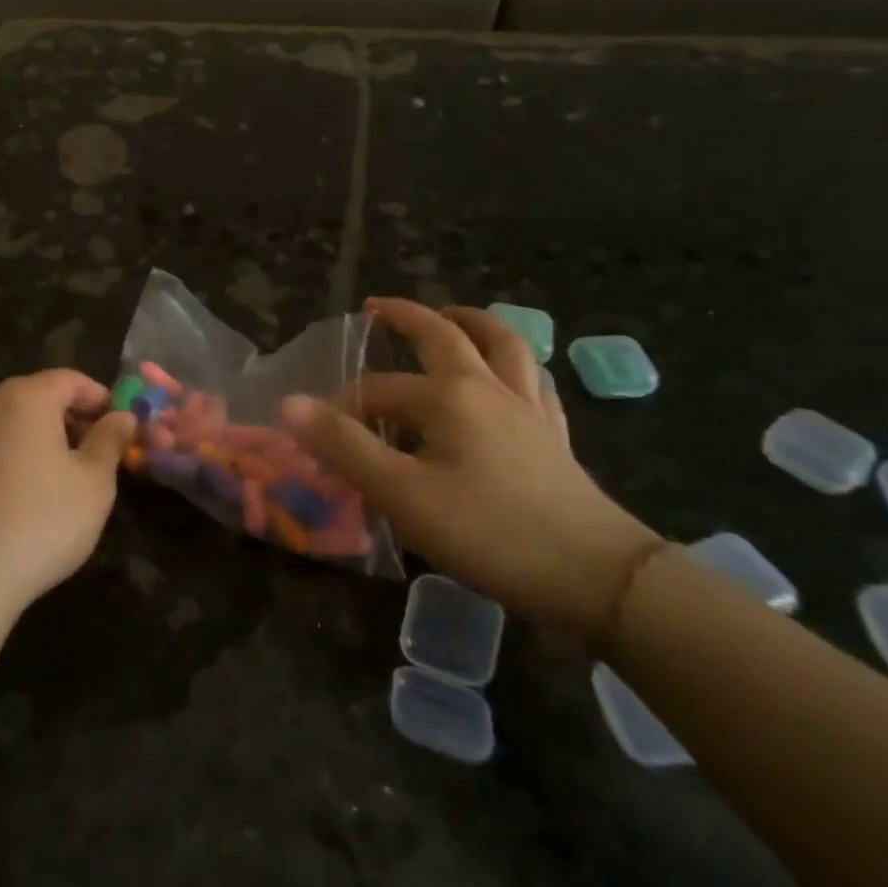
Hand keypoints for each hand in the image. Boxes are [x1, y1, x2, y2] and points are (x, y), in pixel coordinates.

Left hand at [0, 370, 135, 623]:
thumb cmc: (41, 521)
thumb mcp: (94, 483)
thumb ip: (110, 441)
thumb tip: (123, 416)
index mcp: (26, 397)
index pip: (71, 380)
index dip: (101, 398)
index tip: (122, 426)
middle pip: (40, 396)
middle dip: (74, 417)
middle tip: (100, 452)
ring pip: (16, 420)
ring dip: (46, 436)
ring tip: (69, 475)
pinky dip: (19, 454)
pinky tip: (31, 493)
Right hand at [282, 300, 661, 643]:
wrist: (598, 579)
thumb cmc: (491, 533)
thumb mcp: (403, 494)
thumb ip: (344, 447)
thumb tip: (289, 404)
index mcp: (449, 396)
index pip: (378, 390)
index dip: (341, 409)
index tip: (317, 439)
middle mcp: (488, 387)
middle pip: (446, 334)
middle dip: (408, 317)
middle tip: (379, 307)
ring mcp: (528, 409)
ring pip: (502, 346)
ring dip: (472, 322)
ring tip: (452, 315)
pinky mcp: (554, 436)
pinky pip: (534, 382)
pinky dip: (514, 365)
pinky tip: (510, 376)